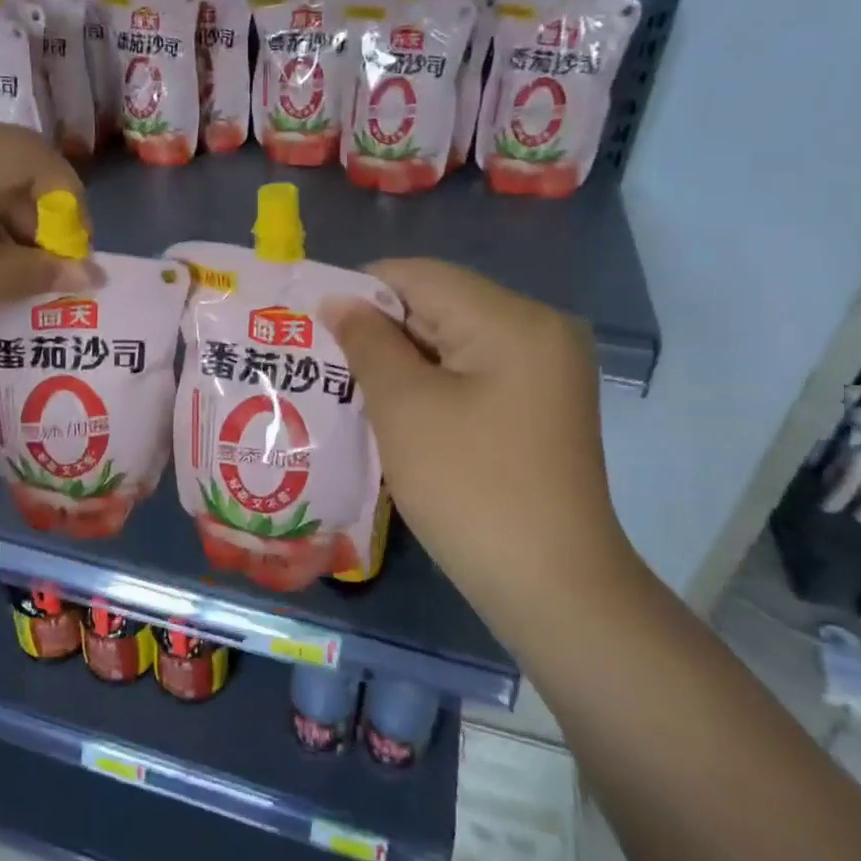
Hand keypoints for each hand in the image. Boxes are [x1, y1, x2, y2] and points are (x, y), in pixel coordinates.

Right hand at [324, 260, 642, 621]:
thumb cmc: (469, 487)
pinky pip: (471, 374)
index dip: (360, 291)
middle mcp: (539, 331)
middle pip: (440, 306)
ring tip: (346, 386)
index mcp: (513, 320)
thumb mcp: (404, 407)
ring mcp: (544, 372)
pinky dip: (429, 384)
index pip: (421, 276)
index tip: (311, 322)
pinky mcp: (538, 406)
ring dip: (399, 361)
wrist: (549, 584)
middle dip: (379, 330)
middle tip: (321, 360)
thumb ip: (367, 342)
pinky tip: (392, 410)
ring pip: (452, 343)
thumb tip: (337, 300)